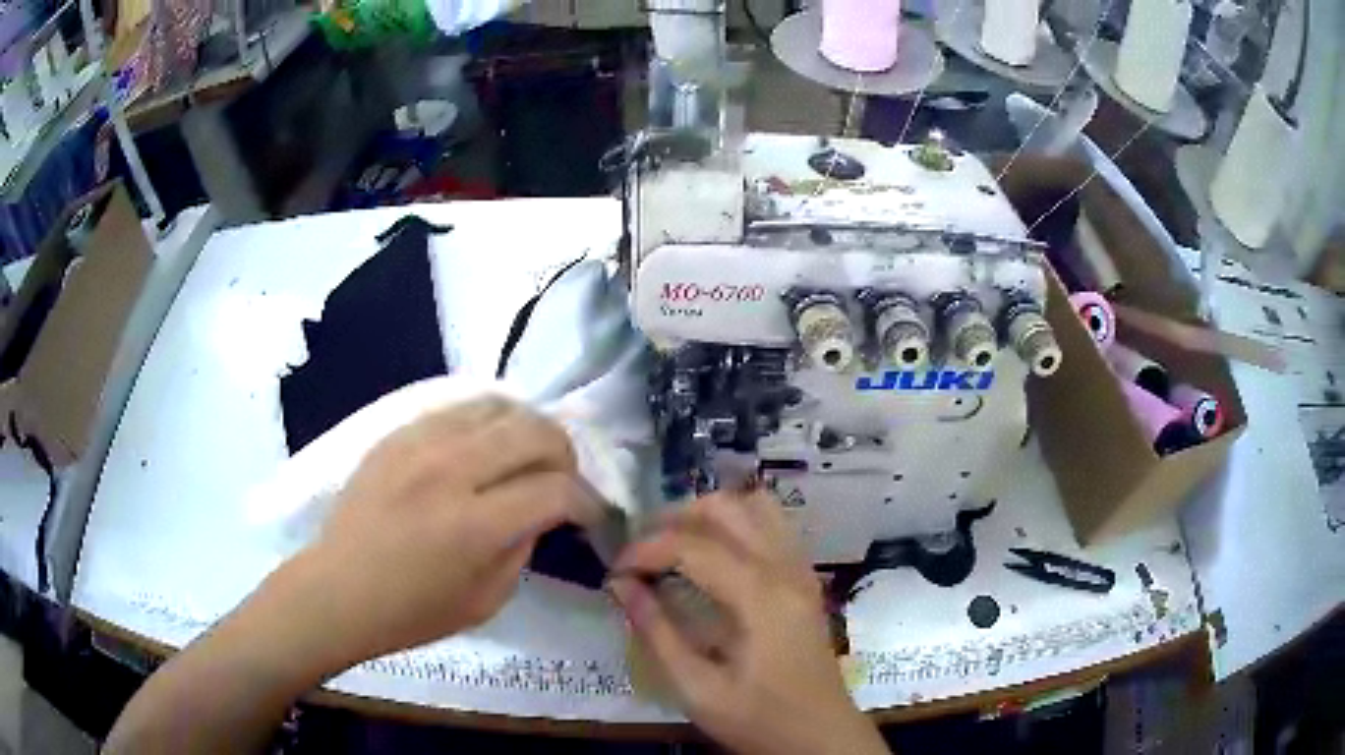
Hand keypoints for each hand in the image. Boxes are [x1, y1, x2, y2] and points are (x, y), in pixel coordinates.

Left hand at [279, 396, 601, 668]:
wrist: (338, 589)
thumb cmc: (412, 611)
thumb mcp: (486, 600)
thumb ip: (523, 547)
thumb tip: (542, 511)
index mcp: (474, 526)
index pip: (555, 490)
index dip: (587, 501)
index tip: (591, 514)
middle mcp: (450, 471)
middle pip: (534, 432)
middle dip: (565, 454)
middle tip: (563, 480)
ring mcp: (419, 444)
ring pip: (498, 406)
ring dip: (527, 430)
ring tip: (527, 457)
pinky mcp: (397, 433)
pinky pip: (458, 407)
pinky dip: (487, 422)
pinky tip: (485, 447)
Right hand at [609, 490, 887, 754]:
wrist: (821, 736)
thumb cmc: (759, 719)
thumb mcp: (697, 689)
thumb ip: (657, 632)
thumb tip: (620, 585)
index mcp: (761, 597)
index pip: (693, 544)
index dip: (645, 549)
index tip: (614, 570)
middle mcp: (786, 568)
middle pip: (727, 508)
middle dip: (674, 518)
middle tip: (640, 551)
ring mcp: (801, 569)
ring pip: (755, 505)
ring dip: (707, 514)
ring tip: (672, 545)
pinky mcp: (805, 579)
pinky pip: (771, 526)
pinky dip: (734, 524)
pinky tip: (710, 557)